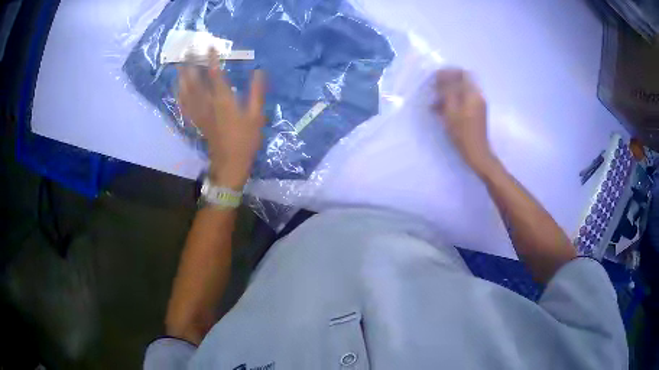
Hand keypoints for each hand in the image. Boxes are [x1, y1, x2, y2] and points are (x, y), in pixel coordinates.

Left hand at [177, 49, 265, 189]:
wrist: (230, 163)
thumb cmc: (245, 140)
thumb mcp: (256, 116)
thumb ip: (257, 93)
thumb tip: (259, 71)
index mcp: (223, 101)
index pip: (215, 75)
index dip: (212, 60)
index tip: (209, 46)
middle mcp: (208, 104)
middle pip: (195, 81)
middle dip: (191, 64)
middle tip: (188, 50)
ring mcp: (200, 113)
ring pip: (187, 92)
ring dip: (182, 77)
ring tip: (179, 64)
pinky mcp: (197, 121)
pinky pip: (185, 106)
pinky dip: (180, 95)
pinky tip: (178, 88)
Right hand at [433, 68, 494, 174]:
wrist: (477, 153)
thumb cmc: (462, 132)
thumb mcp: (451, 110)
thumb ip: (447, 91)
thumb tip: (441, 76)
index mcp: (473, 93)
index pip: (462, 73)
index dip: (449, 72)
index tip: (436, 78)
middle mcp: (478, 95)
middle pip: (462, 81)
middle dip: (447, 83)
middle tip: (434, 90)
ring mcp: (479, 105)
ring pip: (462, 91)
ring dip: (449, 94)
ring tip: (435, 104)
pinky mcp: (477, 113)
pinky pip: (464, 101)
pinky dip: (453, 102)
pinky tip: (443, 111)